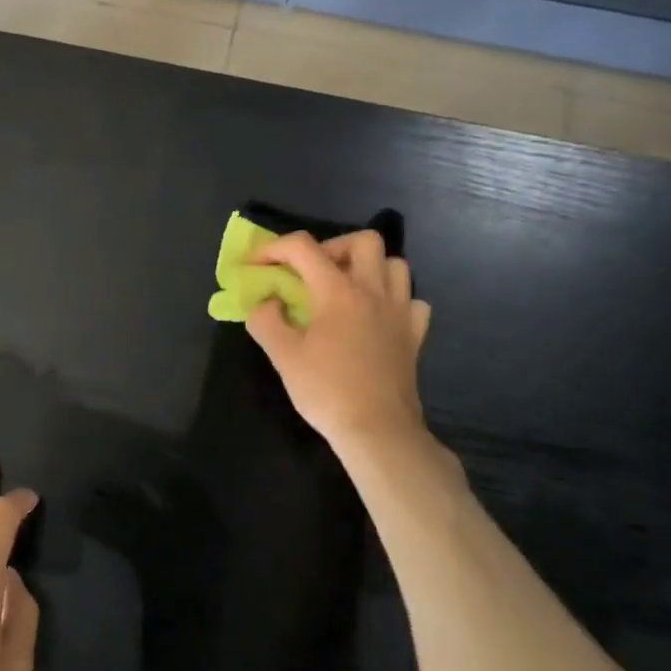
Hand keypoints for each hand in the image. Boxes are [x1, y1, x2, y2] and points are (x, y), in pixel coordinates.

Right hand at [245, 230, 433, 450]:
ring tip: (346, 290)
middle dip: (333, 247)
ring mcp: (400, 311)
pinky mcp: (415, 334)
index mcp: (338, 291)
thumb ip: (265, 321)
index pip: (303, 247)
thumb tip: (266, 303)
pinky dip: (393, 299)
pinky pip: (411, 300)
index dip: (272, 248)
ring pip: (394, 265)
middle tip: (313, 273)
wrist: (377, 430)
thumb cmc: (327, 390)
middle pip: (364, 241)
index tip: (255, 265)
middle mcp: (373, 291)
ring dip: (368, 268)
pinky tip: (376, 317)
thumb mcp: (283, 356)